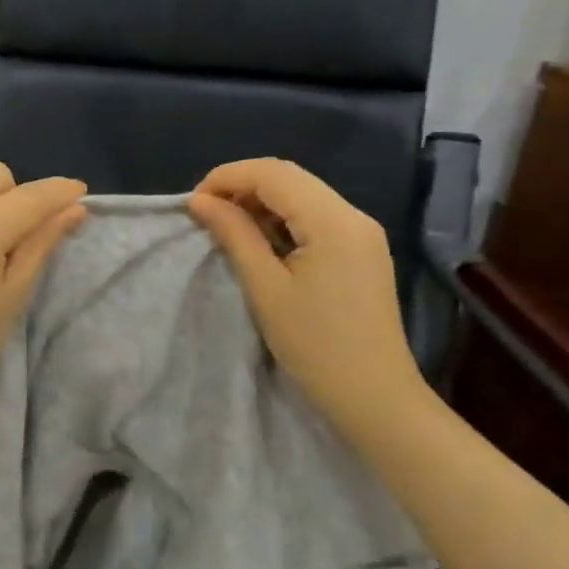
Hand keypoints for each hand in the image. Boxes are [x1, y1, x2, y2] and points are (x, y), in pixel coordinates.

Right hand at [189, 158, 426, 445]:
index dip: (227, 177)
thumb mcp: (266, 288)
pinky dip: (283, 218)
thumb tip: (200, 201)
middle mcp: (353, 214)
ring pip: (303, 193)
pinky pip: (317, 215)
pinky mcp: (362, 249)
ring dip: (261, 201)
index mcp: (333, 220)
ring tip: (228, 227)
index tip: (193, 203)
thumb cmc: (315, 346)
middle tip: (206, 213)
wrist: (374, 396)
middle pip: (289, 177)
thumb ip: (234, 235)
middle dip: (242, 185)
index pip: (273, 173)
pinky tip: (262, 241)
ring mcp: (362, 232)